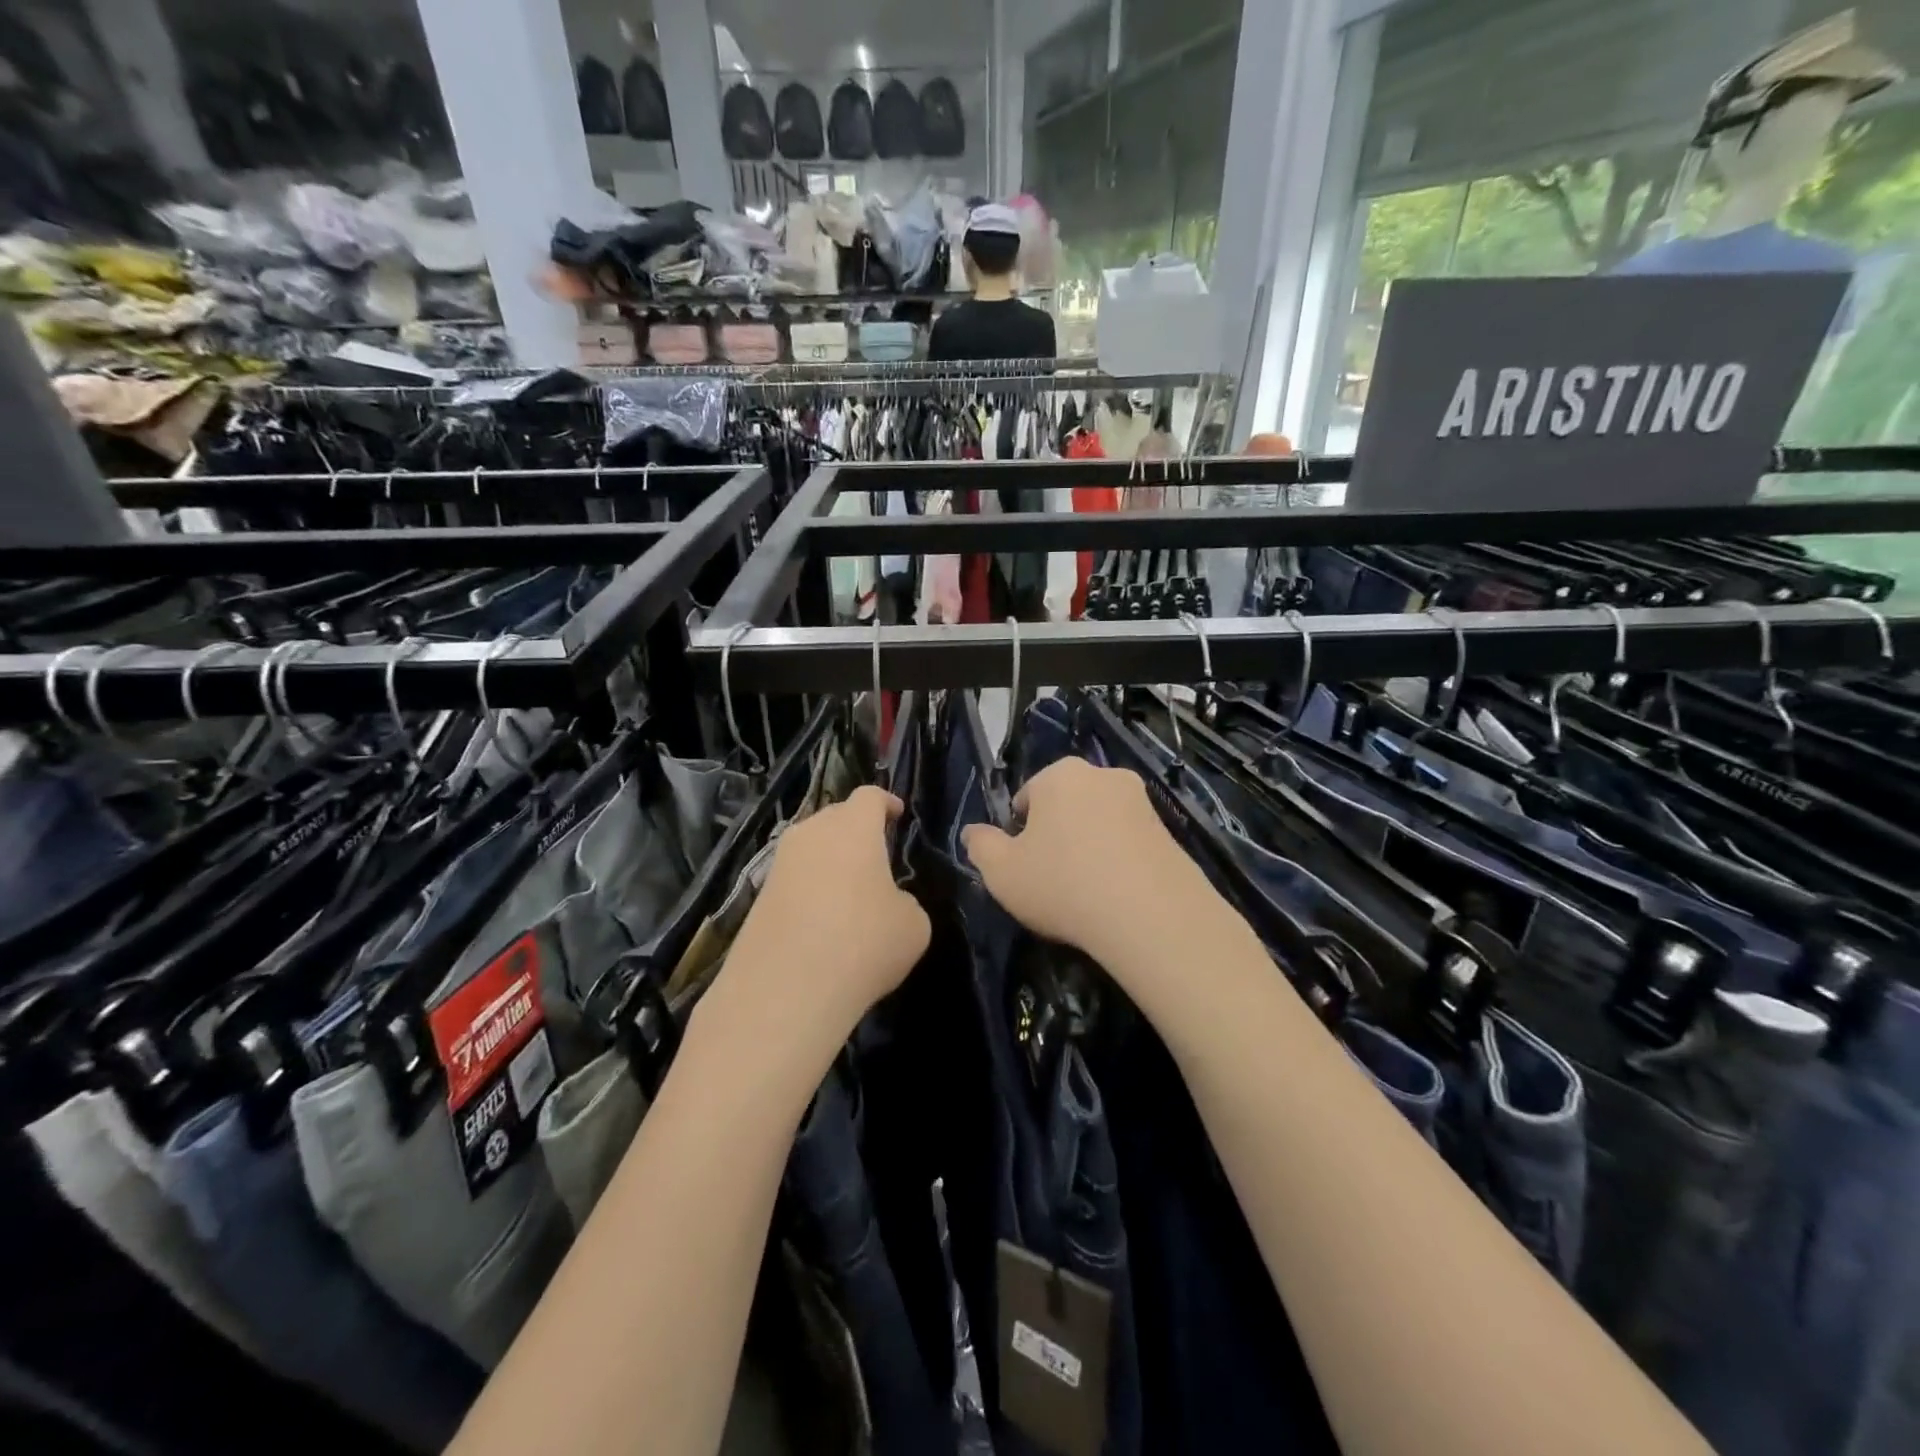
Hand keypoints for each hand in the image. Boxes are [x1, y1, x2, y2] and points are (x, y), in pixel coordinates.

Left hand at [719, 786, 930, 1043]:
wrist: (784, 990)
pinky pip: (793, 879)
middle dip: (857, 831)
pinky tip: (822, 923)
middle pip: (836, 817)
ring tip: (849, 894)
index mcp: (853, 827)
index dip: (887, 803)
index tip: (898, 815)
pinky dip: (810, 890)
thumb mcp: (913, 925)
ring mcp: (779, 863)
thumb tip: (886, 902)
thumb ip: (905, 901)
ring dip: (831, 862)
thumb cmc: (863, 943)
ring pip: (811, 848)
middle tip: (876, 857)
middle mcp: (811, 833)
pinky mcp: (758, 895)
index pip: (870, 796)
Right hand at [961, 757, 1221, 974]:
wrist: (1151, 915)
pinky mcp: (1170, 830)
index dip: (1020, 834)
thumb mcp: (1002, 873)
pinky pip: (1129, 842)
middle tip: (1054, 880)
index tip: (1025, 868)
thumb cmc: (1063, 885)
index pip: (1027, 798)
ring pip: (1099, 823)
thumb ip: (980, 846)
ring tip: (1088, 892)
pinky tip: (1117, 895)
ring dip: (1090, 847)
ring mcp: (1141, 801)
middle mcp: (1103, 774)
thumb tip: (972, 832)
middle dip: (1057, 835)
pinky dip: (1119, 861)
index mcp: (1060, 775)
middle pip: (1066, 805)